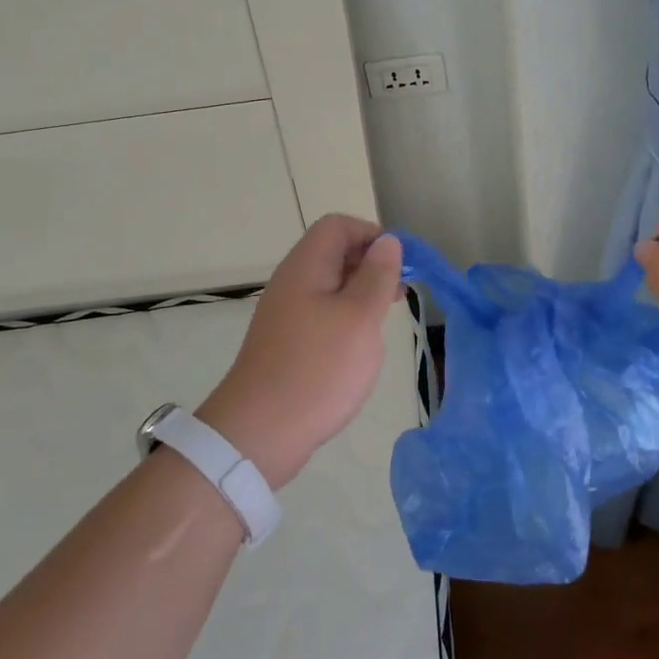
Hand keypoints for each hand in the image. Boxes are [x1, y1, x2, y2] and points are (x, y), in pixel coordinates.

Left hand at [199, 215, 402, 489]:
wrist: (260, 433)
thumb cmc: (317, 368)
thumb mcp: (359, 318)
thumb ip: (377, 276)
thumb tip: (387, 241)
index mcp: (306, 267)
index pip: (338, 225)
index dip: (371, 235)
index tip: (399, 264)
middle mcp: (292, 282)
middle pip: (333, 252)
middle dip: (370, 264)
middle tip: (398, 293)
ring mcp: (286, 313)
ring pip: (330, 285)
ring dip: (361, 293)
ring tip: (385, 318)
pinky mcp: (287, 342)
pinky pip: (322, 313)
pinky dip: (346, 318)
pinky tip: (360, 345)